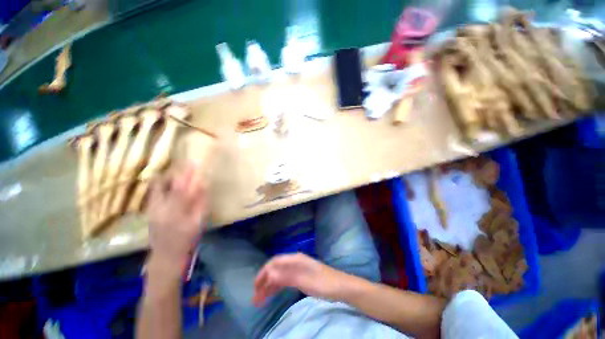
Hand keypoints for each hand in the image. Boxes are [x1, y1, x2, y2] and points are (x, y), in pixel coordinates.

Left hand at [147, 163, 208, 265]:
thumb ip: (201, 203)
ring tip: (178, 172)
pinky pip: (155, 193)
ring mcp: (151, 210)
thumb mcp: (198, 222)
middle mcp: (159, 208)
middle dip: (175, 173)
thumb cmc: (186, 239)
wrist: (166, 255)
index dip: (187, 176)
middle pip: (165, 186)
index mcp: (175, 212)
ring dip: (168, 178)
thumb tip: (204, 186)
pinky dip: (162, 185)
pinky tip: (168, 183)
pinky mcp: (149, 211)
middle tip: (184, 165)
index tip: (193, 164)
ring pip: (157, 188)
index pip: (181, 189)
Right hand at [253, 253, 350, 305]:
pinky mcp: (301, 277)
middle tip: (256, 298)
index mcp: (295, 259)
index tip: (255, 287)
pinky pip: (285, 280)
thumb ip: (286, 276)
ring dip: (269, 286)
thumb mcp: (303, 280)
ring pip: (279, 275)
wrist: (340, 287)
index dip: (263, 273)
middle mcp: (295, 262)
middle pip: (275, 269)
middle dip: (264, 281)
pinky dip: (277, 287)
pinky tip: (272, 294)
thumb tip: (269, 273)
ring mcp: (298, 269)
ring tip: (261, 300)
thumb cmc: (322, 283)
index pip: (274, 262)